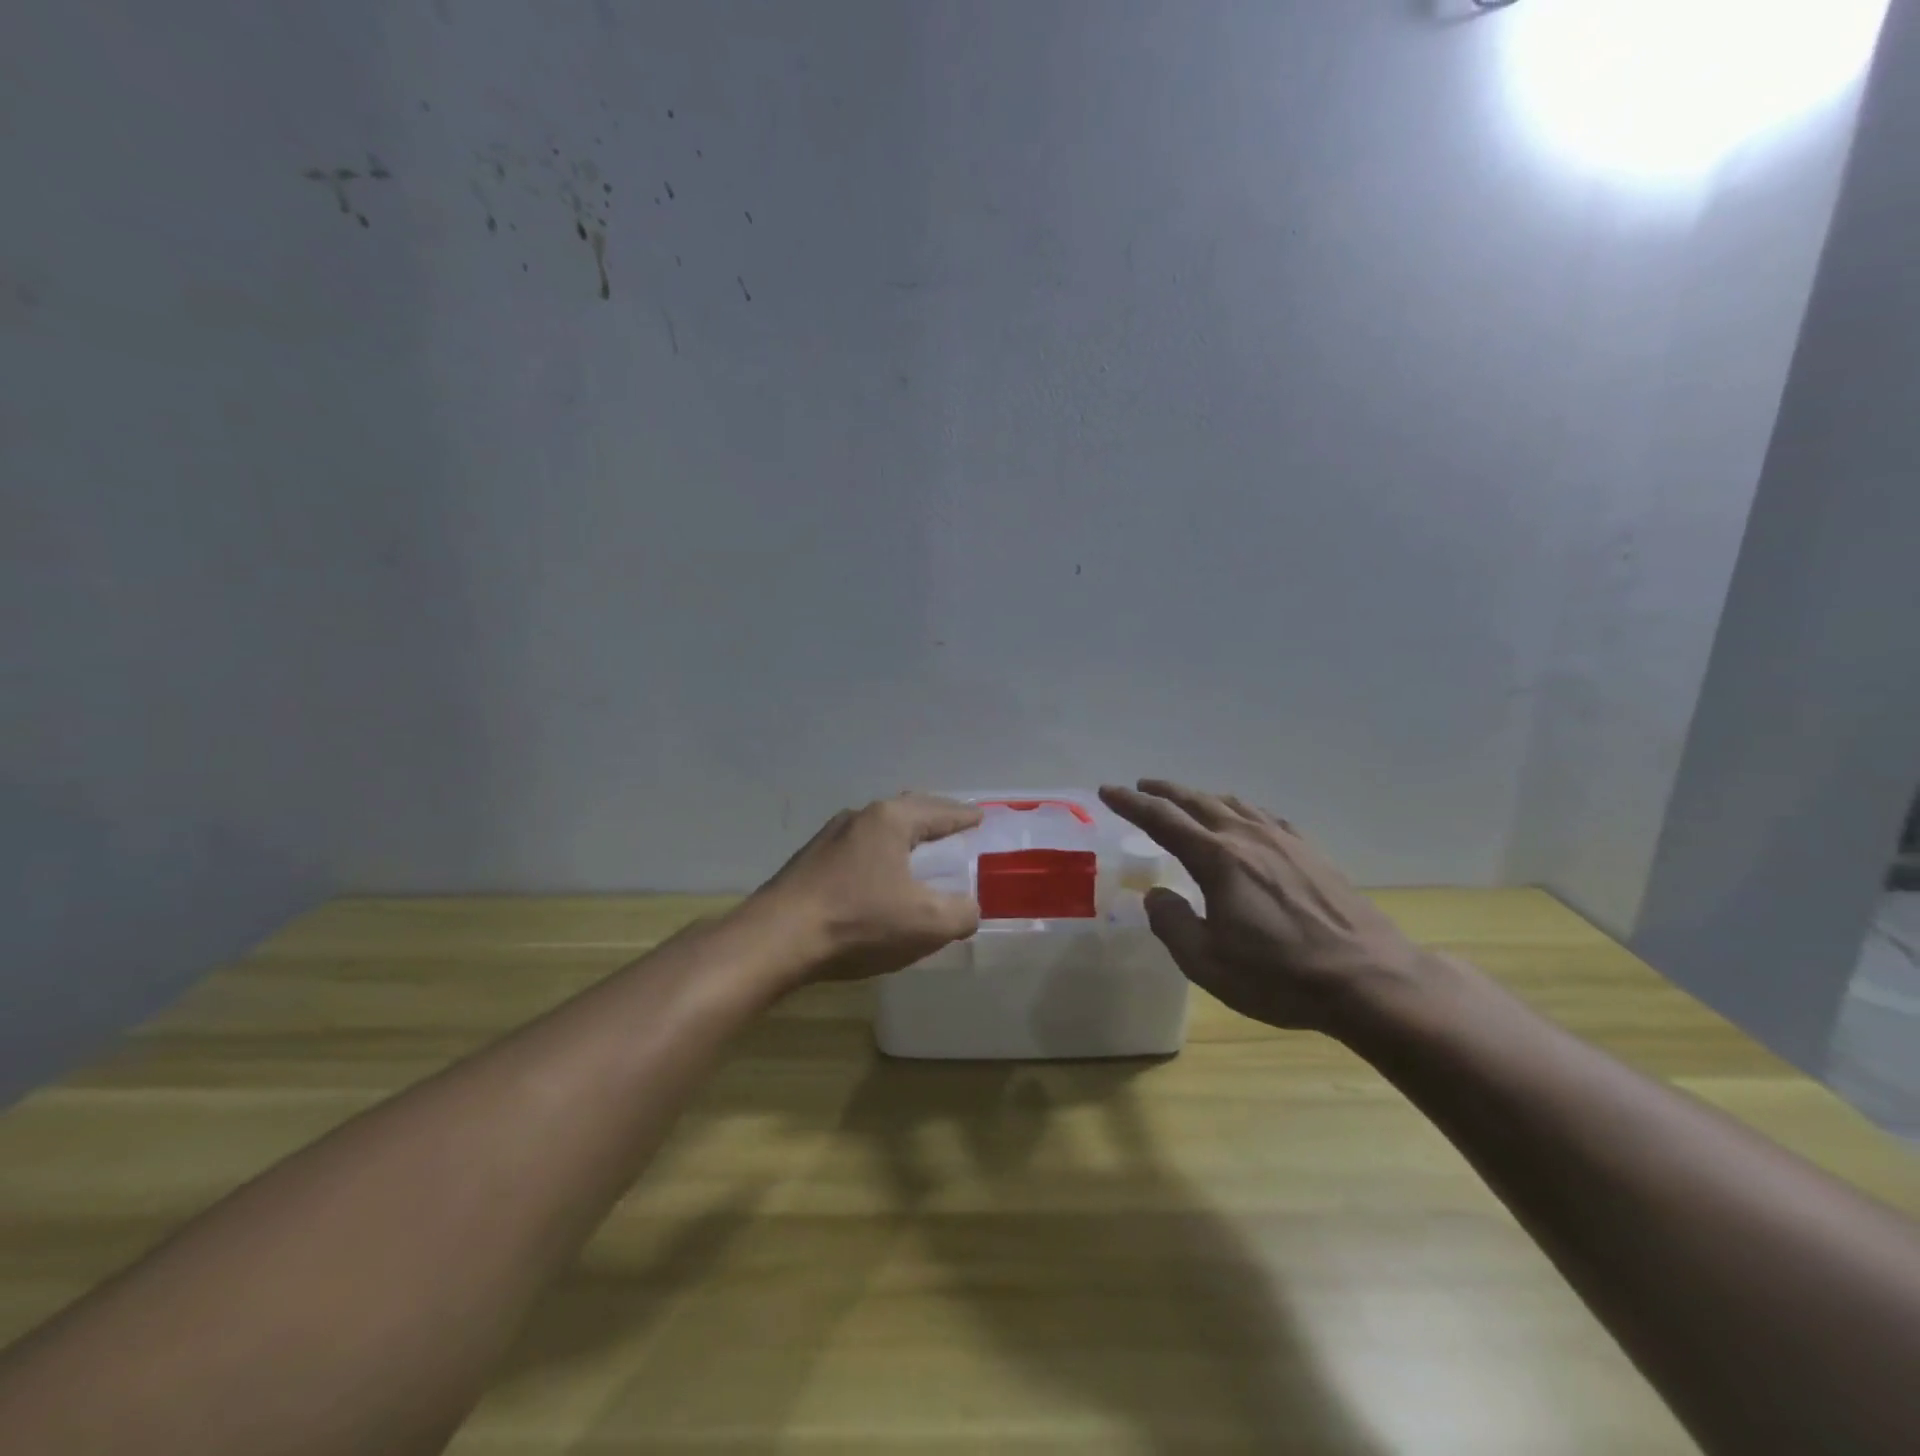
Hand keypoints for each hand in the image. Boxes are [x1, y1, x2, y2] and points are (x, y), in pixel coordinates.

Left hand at [744, 793, 983, 983]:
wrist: (776, 940)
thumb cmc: (858, 921)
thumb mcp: (927, 924)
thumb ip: (961, 913)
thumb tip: (968, 907)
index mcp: (890, 820)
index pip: (939, 811)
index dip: (964, 816)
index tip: (980, 817)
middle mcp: (858, 818)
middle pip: (906, 811)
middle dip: (932, 820)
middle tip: (954, 829)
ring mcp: (828, 838)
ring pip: (877, 830)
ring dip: (902, 839)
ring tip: (918, 853)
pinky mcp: (808, 862)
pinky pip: (857, 850)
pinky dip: (878, 857)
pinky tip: (878, 879)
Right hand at [1099, 780, 1433, 1033]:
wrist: (1370, 980)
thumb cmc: (1279, 975)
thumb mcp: (1207, 962)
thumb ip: (1171, 923)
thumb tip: (1156, 896)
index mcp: (1217, 858)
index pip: (1162, 819)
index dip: (1131, 803)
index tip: (1108, 790)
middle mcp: (1248, 837)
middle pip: (1197, 802)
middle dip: (1164, 792)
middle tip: (1141, 786)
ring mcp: (1285, 841)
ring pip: (1234, 804)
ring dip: (1202, 797)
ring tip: (1187, 799)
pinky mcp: (1312, 854)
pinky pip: (1265, 817)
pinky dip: (1241, 810)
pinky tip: (1246, 820)